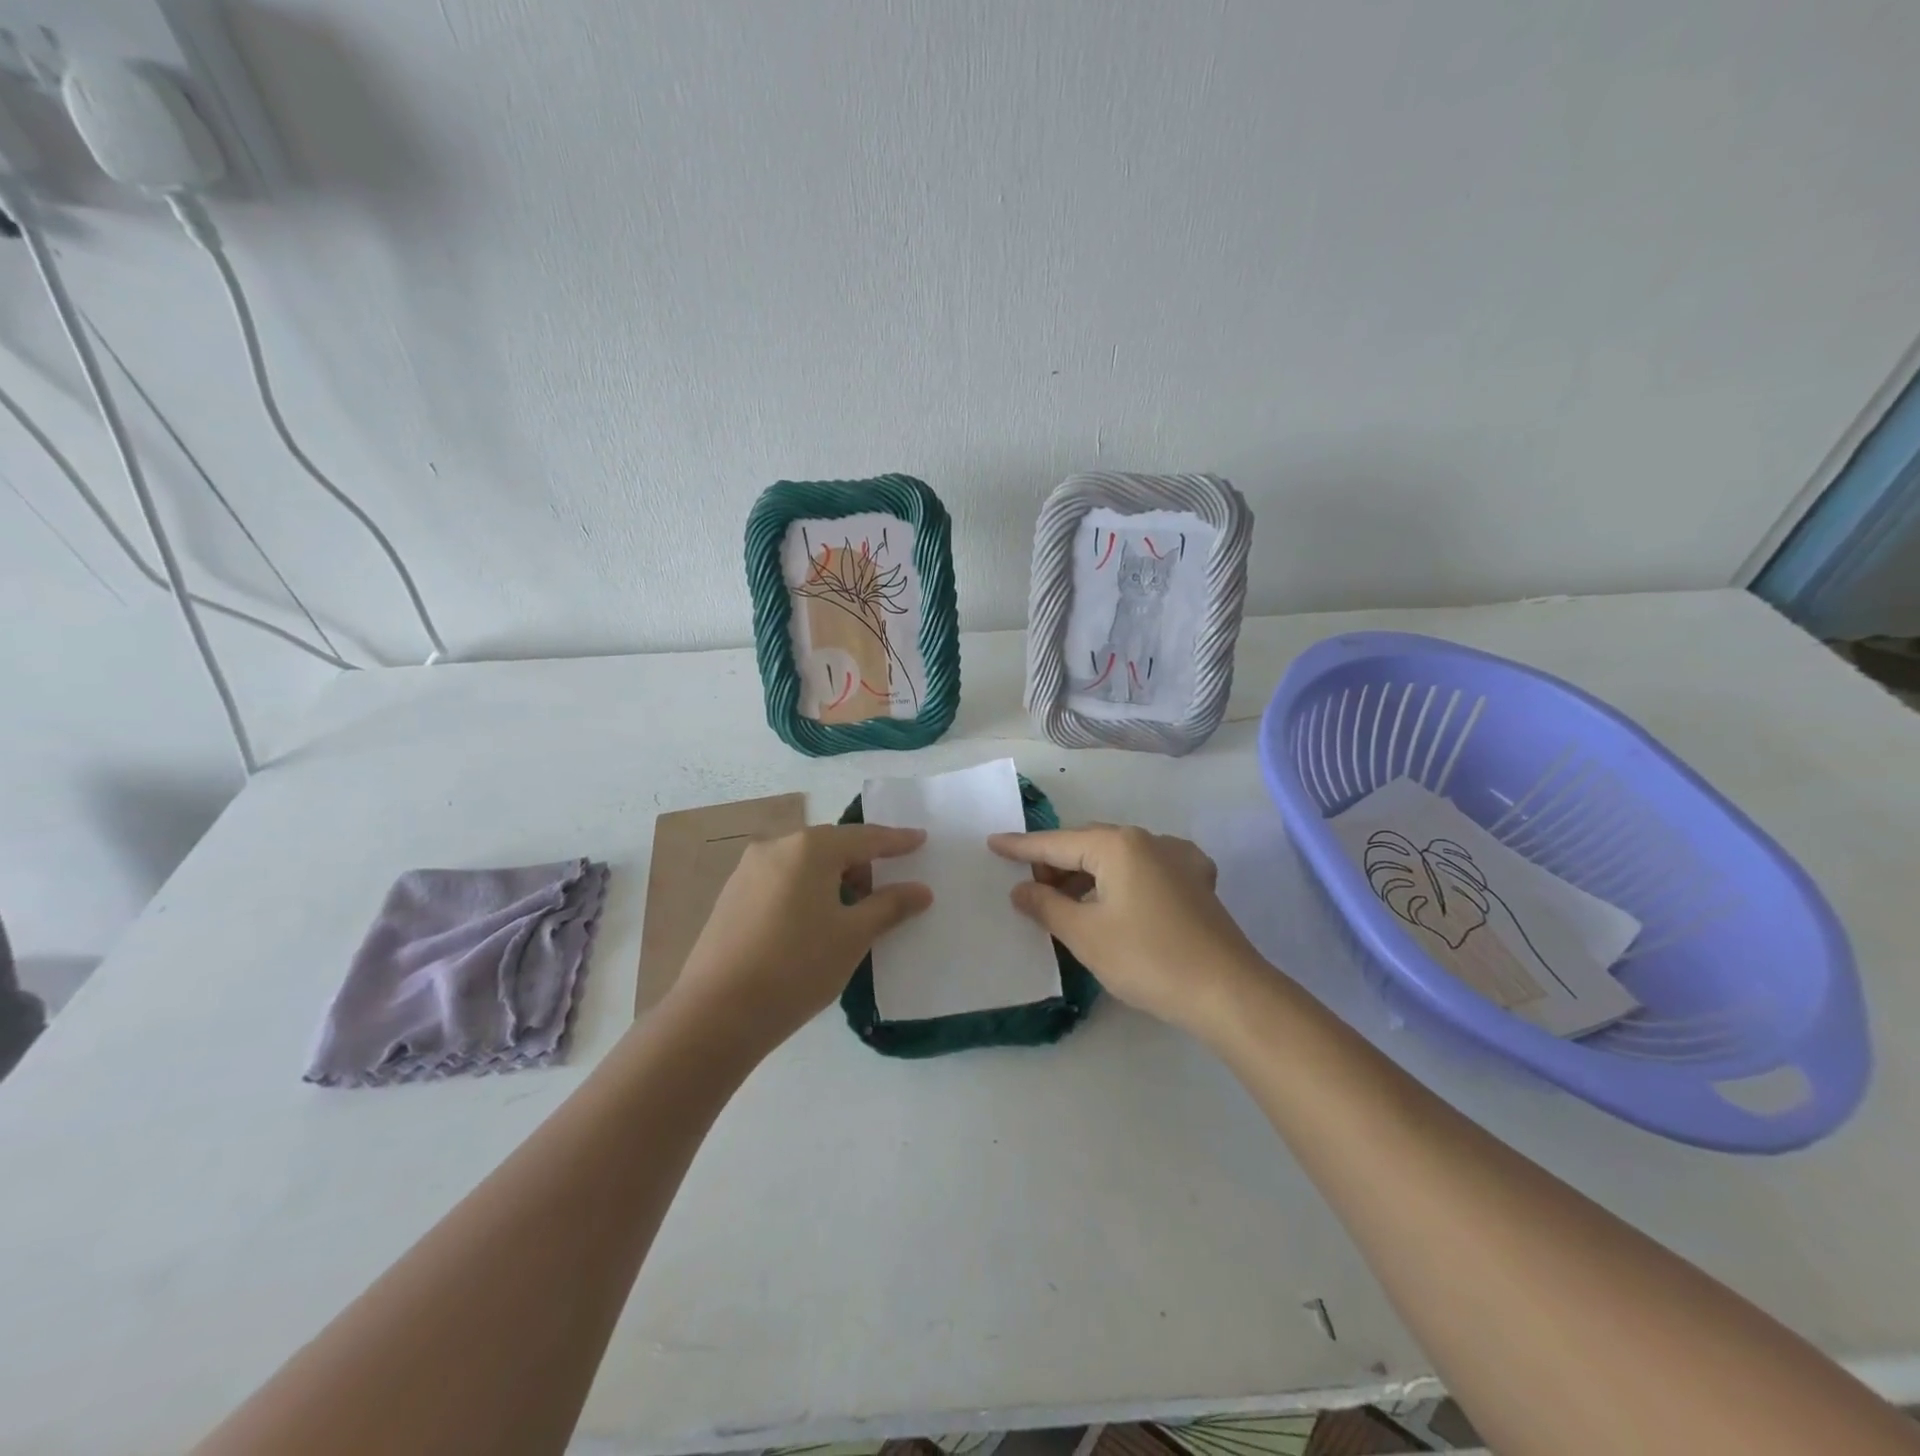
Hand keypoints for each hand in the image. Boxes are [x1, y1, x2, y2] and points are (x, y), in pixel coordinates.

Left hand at [671, 824, 930, 1053]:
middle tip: (886, 889)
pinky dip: (806, 890)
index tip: (920, 839)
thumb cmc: (797, 967)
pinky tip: (812, 923)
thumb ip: (890, 906)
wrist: (716, 1013)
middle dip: (862, 863)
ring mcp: (748, 870)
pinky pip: (782, 880)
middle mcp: (776, 847)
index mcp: (810, 848)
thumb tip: (921, 890)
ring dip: (832, 879)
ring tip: (850, 913)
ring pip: (804, 864)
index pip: (865, 837)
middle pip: (832, 846)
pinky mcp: (731, 895)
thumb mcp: (853, 936)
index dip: (896, 840)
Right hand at [989, 824, 1259, 1035]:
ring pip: (1117, 857)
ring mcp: (1178, 858)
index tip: (992, 843)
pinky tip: (1120, 899)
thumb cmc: (1147, 960)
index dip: (1021, 847)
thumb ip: (1046, 906)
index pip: (1056, 843)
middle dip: (1056, 864)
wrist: (1228, 993)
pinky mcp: (1197, 881)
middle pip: (1087, 844)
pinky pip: (1146, 869)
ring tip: (1067, 903)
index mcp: (1117, 845)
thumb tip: (1021, 889)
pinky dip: (1122, 880)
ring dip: (1088, 875)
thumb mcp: (1085, 935)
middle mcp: (1148, 839)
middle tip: (1031, 891)